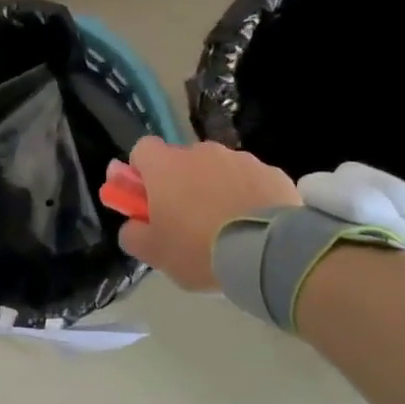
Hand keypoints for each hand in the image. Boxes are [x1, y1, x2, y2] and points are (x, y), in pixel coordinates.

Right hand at [115, 137, 298, 291]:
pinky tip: (251, 226)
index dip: (141, 173)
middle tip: (184, 222)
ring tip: (224, 229)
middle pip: (181, 161)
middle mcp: (202, 152)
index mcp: (165, 166)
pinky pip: (249, 181)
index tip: (147, 200)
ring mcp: (240, 159)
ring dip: (214, 189)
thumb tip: (133, 224)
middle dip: (180, 184)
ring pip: (217, 170)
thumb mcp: (152, 252)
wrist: (265, 253)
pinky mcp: (272, 172)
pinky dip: (246, 196)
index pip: (142, 150)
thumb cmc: (197, 249)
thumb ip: (131, 233)